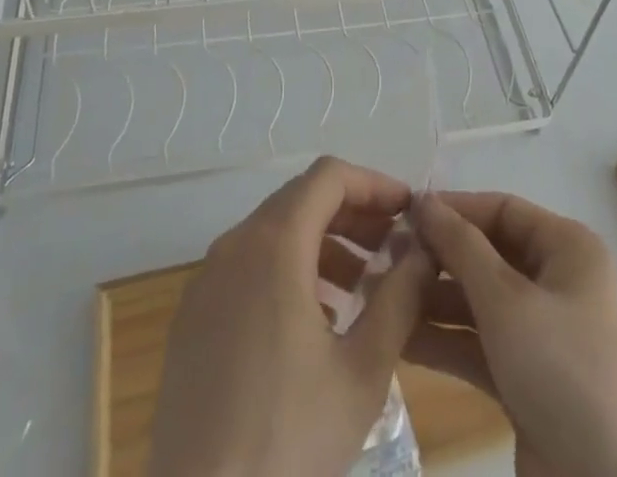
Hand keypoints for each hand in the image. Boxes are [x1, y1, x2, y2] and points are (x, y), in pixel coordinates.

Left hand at [148, 157, 430, 476]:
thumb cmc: (288, 438)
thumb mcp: (363, 371)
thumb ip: (400, 297)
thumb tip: (425, 248)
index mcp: (274, 243)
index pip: (329, 177)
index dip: (374, 183)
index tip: (408, 210)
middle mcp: (234, 244)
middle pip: (301, 200)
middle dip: (353, 215)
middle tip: (393, 248)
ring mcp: (206, 280)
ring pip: (273, 233)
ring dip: (322, 245)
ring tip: (361, 290)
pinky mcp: (192, 316)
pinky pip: (248, 267)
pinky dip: (287, 271)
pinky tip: (314, 322)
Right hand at [408, 192, 616, 476]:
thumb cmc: (564, 373)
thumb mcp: (507, 301)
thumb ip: (461, 247)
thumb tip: (425, 201)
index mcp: (568, 249)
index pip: (502, 210)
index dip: (455, 208)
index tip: (403, 214)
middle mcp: (558, 282)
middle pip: (489, 254)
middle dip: (440, 257)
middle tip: (385, 259)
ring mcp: (544, 334)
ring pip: (481, 302)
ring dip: (435, 300)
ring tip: (381, 297)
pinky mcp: (529, 380)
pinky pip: (482, 344)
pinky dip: (447, 341)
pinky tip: (401, 340)